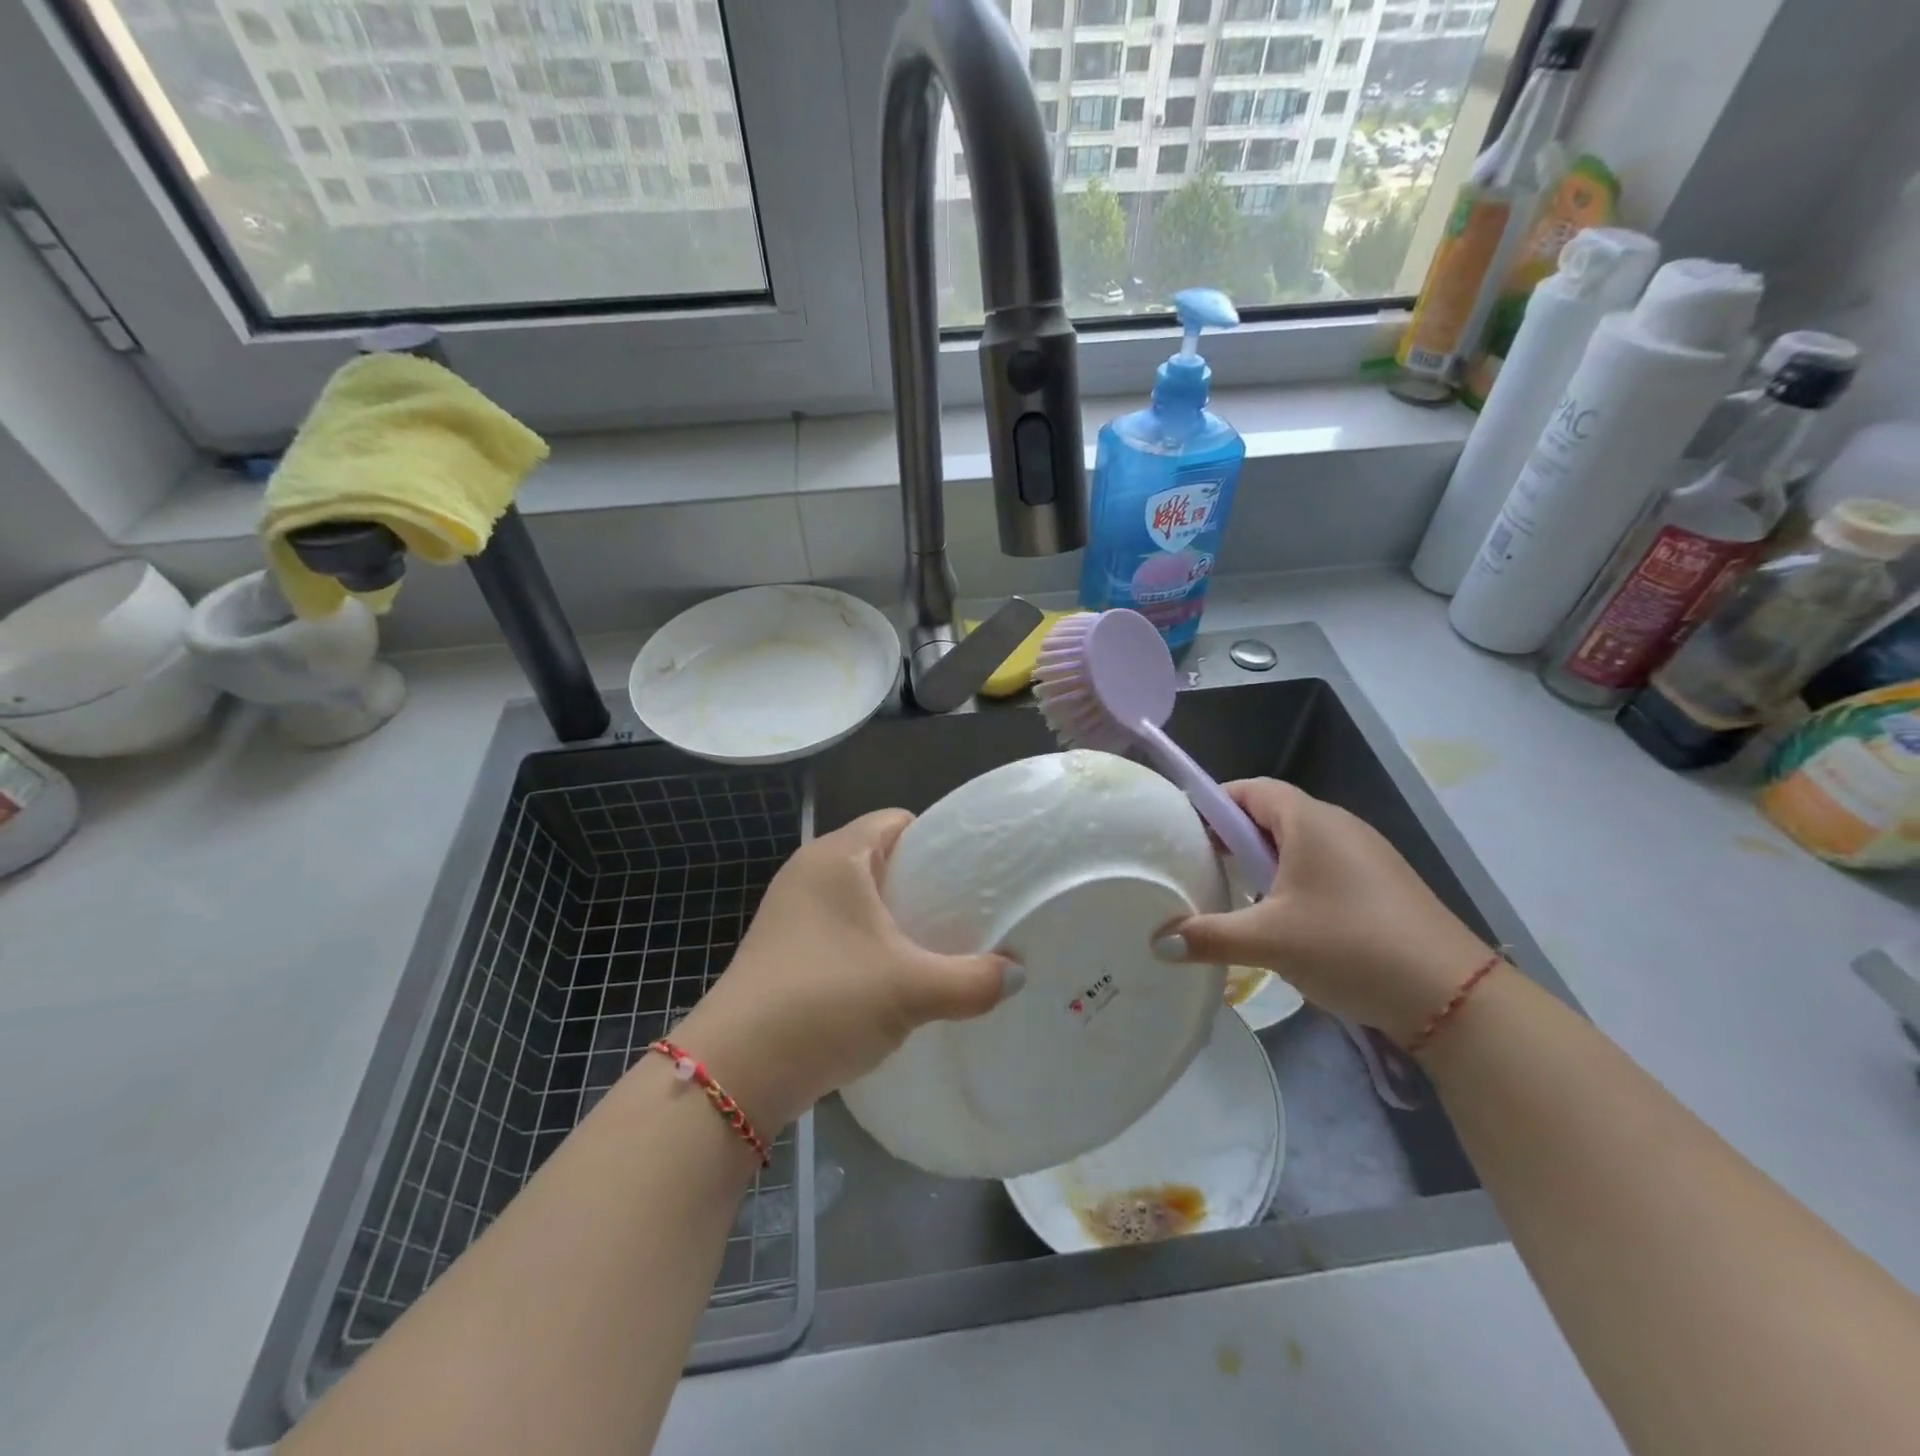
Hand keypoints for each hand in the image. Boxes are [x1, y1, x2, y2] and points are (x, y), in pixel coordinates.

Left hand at [668, 810, 1022, 1128]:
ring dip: (897, 919)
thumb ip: (973, 980)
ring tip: (937, 948)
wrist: (735, 1072)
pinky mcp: (784, 948)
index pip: (898, 821)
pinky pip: (840, 928)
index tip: (974, 875)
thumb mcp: (911, 990)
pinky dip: (870, 943)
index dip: (939, 840)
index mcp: (836, 856)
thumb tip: (1017, 975)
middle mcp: (810, 872)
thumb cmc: (825, 1002)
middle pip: (882, 858)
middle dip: (924, 883)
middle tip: (966, 915)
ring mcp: (791, 912)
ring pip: (861, 898)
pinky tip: (895, 979)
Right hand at [1154, 779, 1491, 1045]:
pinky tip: (1284, 920)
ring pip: (1299, 844)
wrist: (1452, 996)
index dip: (1213, 803)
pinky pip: (1323, 867)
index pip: (1250, 789)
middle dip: (1233, 836)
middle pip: (1272, 815)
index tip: (1183, 831)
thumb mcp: (1268, 940)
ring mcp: (1366, 855)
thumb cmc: (1348, 945)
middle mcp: (1338, 826)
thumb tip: (1157, 943)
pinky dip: (1293, 881)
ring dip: (1264, 862)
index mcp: (1309, 821)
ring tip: (1236, 894)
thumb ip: (1208, 936)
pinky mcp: (1381, 885)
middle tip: (1201, 865)